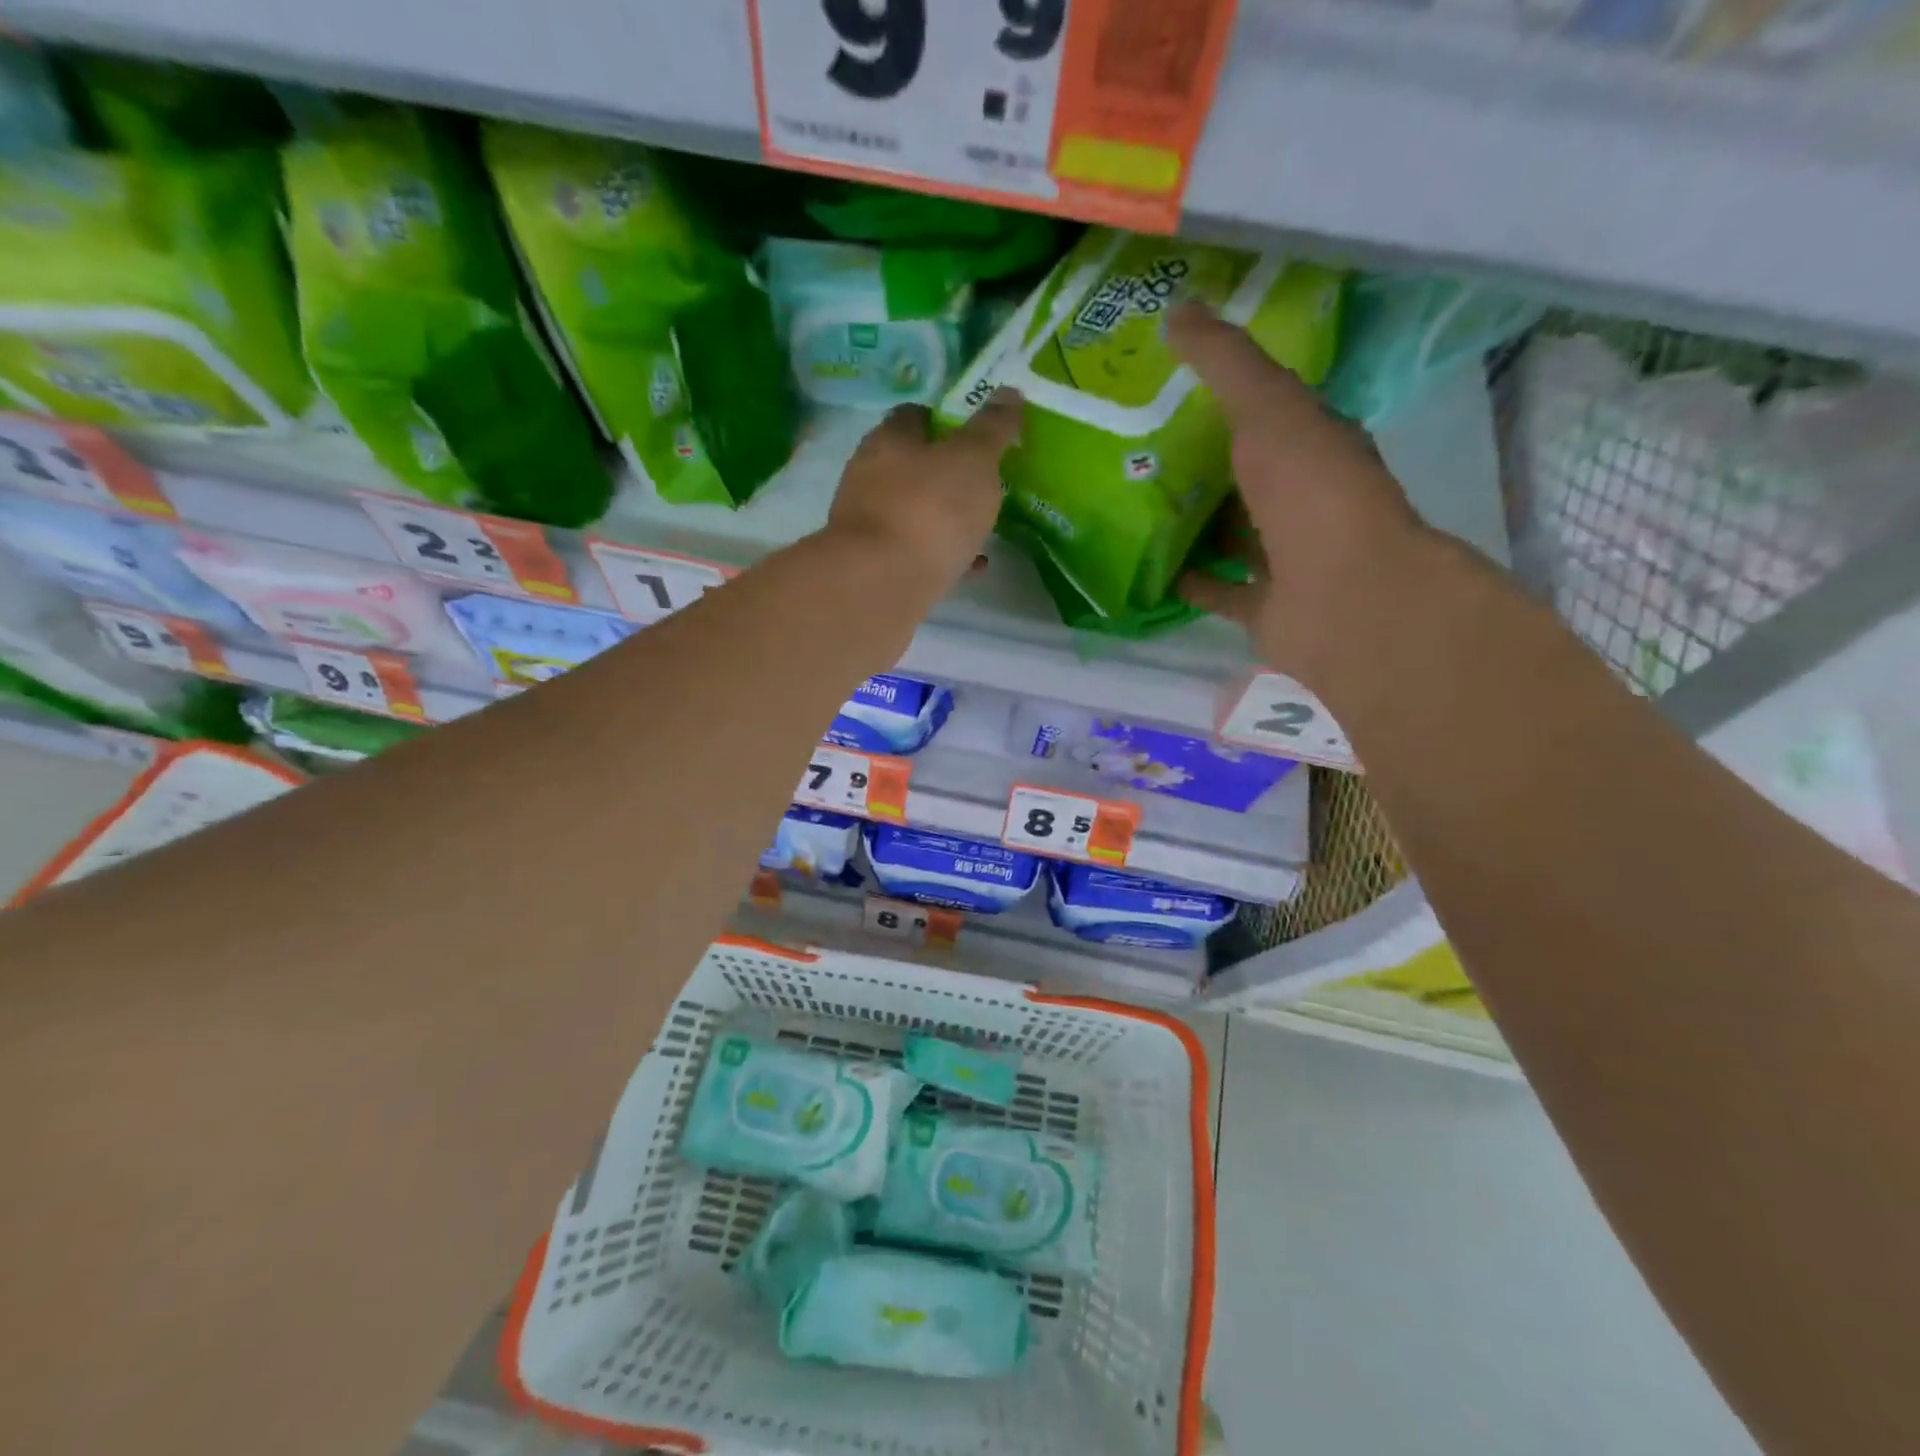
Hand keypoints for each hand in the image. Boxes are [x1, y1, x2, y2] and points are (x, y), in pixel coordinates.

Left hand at [826, 392, 1021, 589]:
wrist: (881, 584)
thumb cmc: (929, 509)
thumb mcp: (973, 460)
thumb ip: (992, 429)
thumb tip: (1009, 392)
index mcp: (888, 440)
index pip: (913, 415)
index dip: (943, 420)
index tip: (973, 433)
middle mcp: (869, 476)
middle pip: (911, 466)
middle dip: (944, 473)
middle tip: (981, 483)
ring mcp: (868, 524)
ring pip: (912, 512)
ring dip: (943, 517)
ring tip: (981, 527)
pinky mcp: (874, 565)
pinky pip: (915, 552)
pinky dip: (942, 555)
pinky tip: (970, 566)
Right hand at [1169, 304, 1429, 683]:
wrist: (1345, 598)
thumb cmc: (1312, 492)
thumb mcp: (1267, 408)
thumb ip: (1224, 362)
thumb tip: (1176, 310)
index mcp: (1313, 444)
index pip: (1267, 412)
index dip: (1223, 396)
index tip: (1167, 387)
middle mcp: (1303, 499)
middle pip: (1244, 477)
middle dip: (1199, 464)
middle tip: (1133, 451)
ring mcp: (1287, 558)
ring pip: (1232, 535)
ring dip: (1193, 525)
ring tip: (1132, 508)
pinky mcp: (1265, 608)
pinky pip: (1220, 590)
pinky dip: (1191, 582)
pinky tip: (1150, 570)